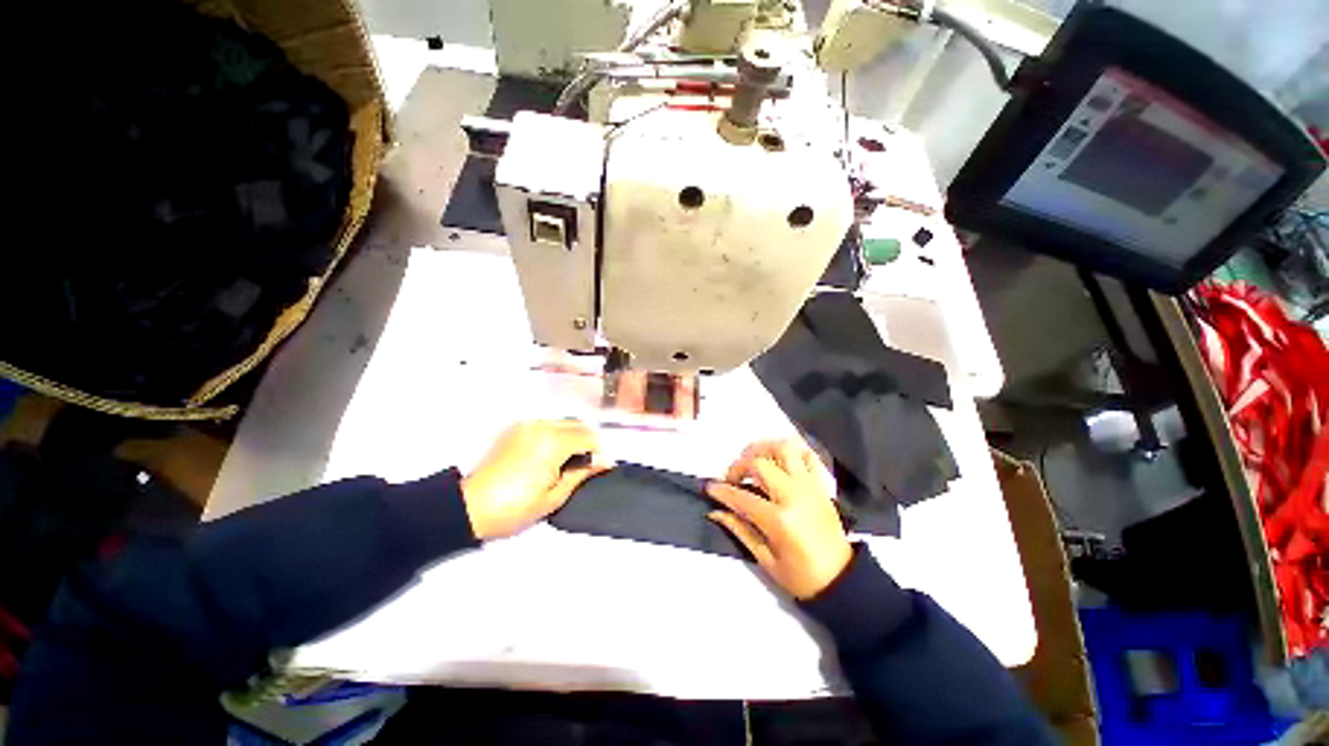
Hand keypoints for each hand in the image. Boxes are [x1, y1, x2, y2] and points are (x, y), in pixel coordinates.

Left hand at [461, 420, 611, 539]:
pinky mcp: (516, 428)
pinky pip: (547, 424)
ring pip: (564, 422)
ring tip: (568, 461)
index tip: (602, 467)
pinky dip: (557, 434)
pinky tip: (550, 454)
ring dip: (573, 436)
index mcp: (553, 444)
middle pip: (578, 424)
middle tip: (586, 465)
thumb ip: (582, 473)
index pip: (589, 437)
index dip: (599, 452)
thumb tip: (604, 462)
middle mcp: (542, 427)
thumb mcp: (554, 497)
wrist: (469, 507)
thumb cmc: (514, 508)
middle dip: (588, 442)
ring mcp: (527, 425)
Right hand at [706, 439, 851, 599]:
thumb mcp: (765, 559)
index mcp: (779, 519)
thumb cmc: (801, 576)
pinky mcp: (820, 484)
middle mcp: (794, 495)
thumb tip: (715, 511)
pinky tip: (778, 460)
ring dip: (763, 449)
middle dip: (738, 466)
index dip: (721, 490)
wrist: (842, 579)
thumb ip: (739, 529)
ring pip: (784, 449)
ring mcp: (809, 486)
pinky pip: (807, 455)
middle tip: (732, 479)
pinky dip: (791, 451)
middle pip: (759, 464)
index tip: (710, 487)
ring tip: (753, 461)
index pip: (741, 496)